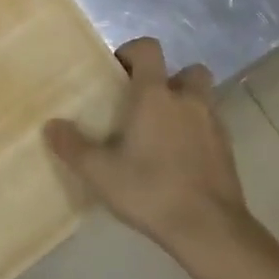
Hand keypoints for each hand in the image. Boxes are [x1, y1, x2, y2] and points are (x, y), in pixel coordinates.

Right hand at [44, 37, 248, 261]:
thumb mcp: (102, 174)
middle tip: (148, 104)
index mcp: (156, 95)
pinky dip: (199, 133)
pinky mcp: (228, 149)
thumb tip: (50, 126)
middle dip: (169, 79)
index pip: (148, 48)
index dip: (133, 52)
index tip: (118, 73)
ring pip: (203, 97)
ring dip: (187, 105)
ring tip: (165, 132)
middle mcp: (187, 99)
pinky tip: (183, 159)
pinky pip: (212, 127)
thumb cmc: (152, 190)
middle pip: (186, 70)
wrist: (210, 229)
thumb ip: (74, 147)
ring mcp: (213, 123)